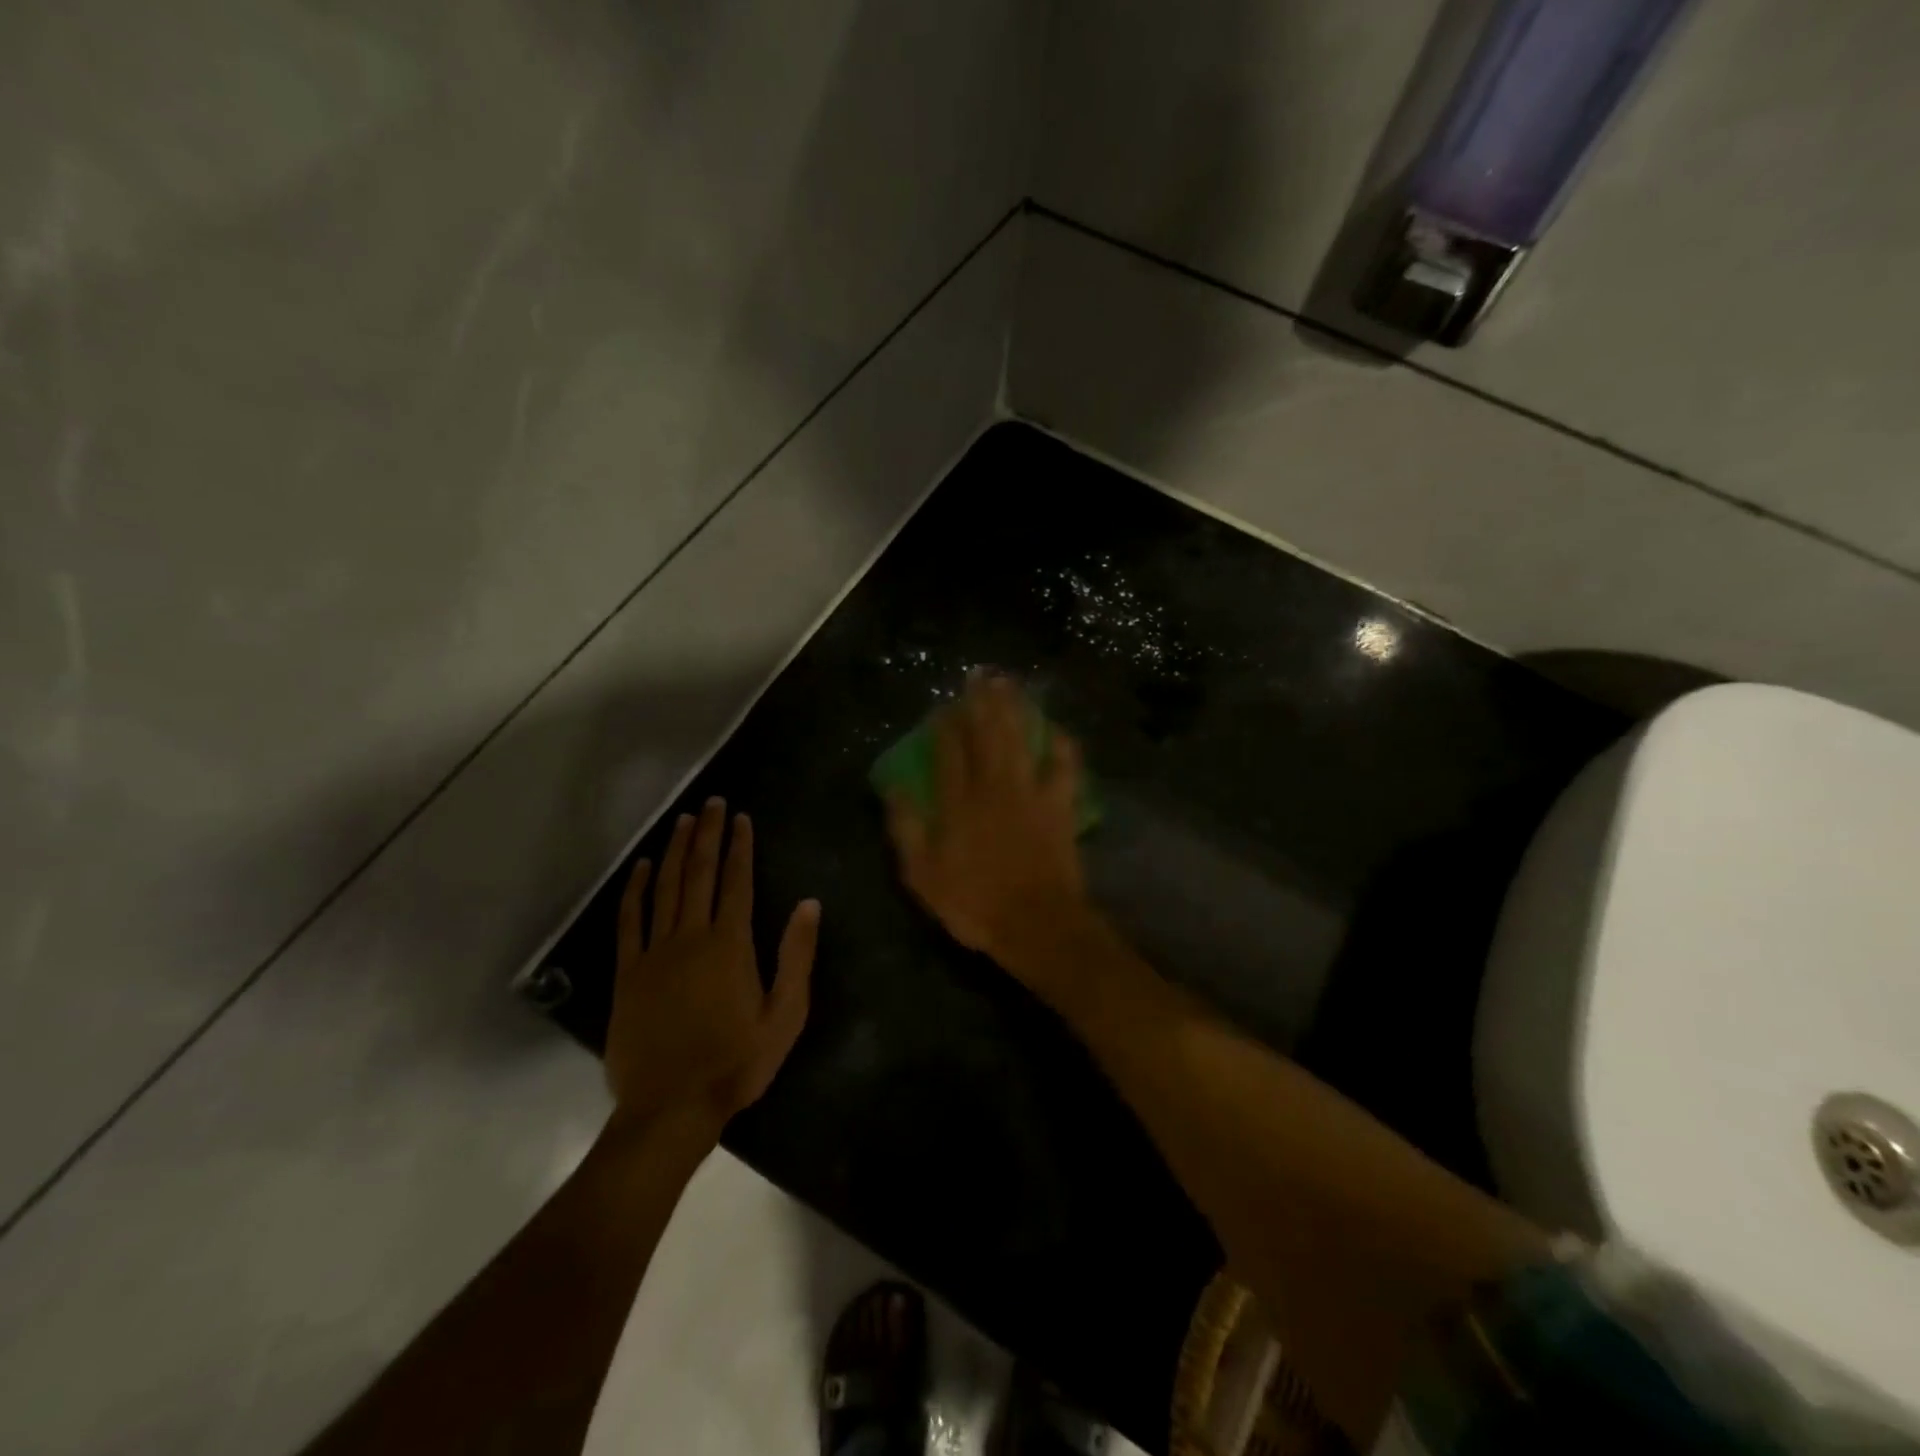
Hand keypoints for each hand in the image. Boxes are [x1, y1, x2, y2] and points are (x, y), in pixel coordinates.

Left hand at [603, 798, 819, 1133]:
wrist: (671, 1108)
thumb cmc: (736, 1063)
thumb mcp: (785, 1016)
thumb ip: (796, 957)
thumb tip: (808, 905)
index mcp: (730, 945)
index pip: (736, 882)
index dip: (740, 847)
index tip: (741, 818)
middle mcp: (691, 937)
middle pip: (700, 874)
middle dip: (708, 835)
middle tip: (713, 803)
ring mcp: (655, 953)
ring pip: (666, 889)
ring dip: (676, 851)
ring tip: (684, 820)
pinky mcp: (629, 973)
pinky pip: (631, 921)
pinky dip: (637, 890)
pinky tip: (644, 867)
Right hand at [885, 673, 1091, 988]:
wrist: (1036, 924)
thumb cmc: (974, 904)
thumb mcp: (923, 875)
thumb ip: (907, 828)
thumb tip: (893, 787)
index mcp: (958, 803)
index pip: (949, 751)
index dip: (945, 725)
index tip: (943, 704)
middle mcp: (993, 788)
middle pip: (987, 735)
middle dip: (982, 702)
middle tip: (980, 674)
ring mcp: (1030, 794)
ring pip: (1021, 740)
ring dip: (1015, 709)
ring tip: (1009, 683)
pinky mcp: (1059, 806)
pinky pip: (1064, 767)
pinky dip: (1061, 746)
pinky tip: (1057, 728)